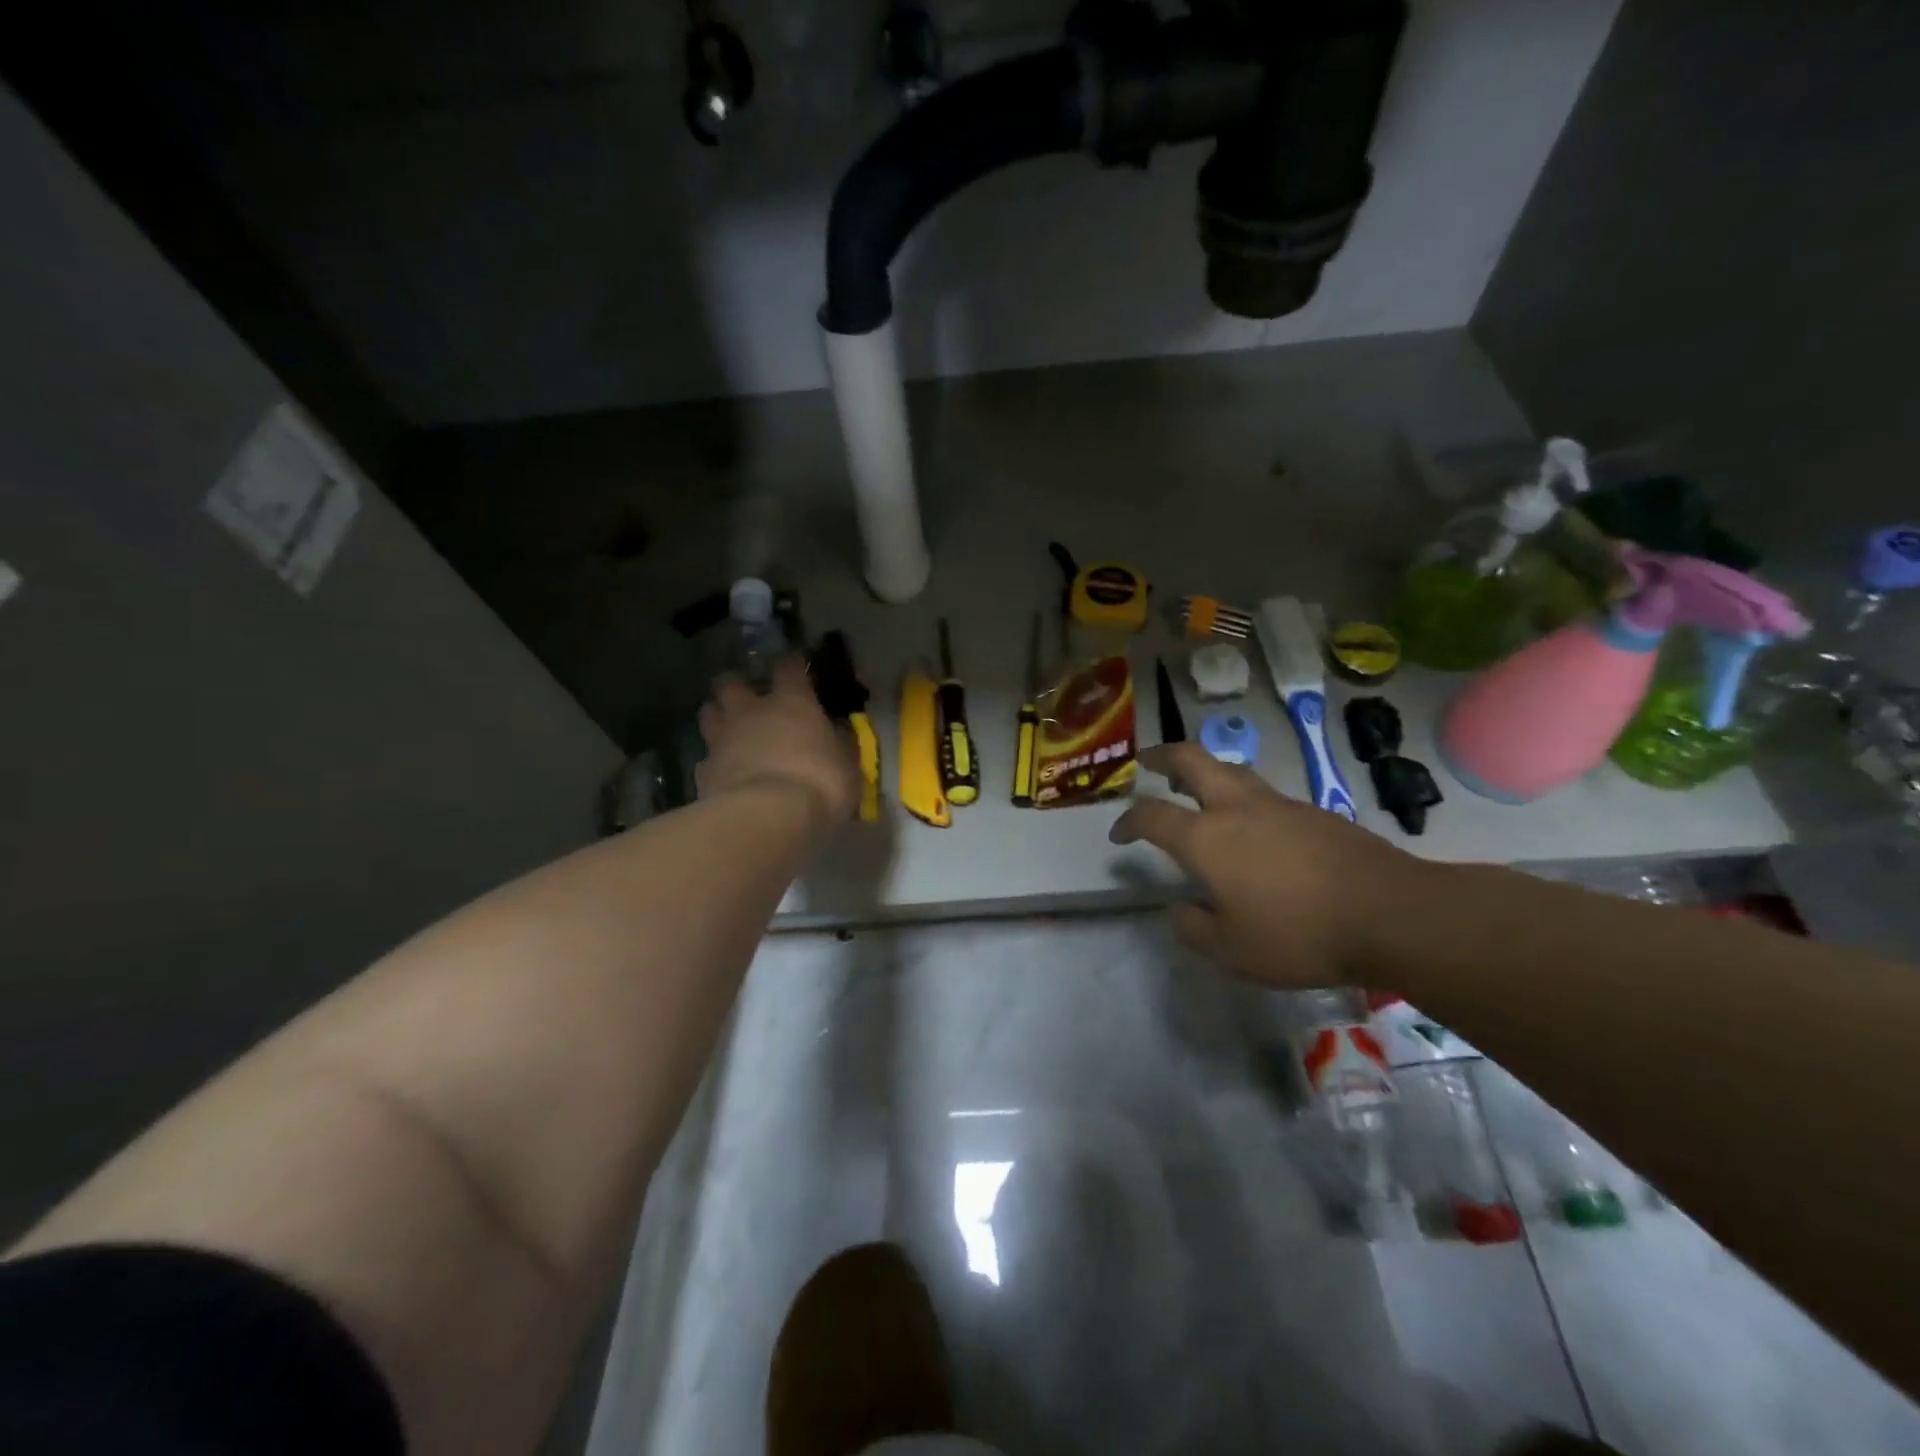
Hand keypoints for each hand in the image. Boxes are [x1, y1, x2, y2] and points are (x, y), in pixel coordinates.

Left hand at [698, 655, 859, 829]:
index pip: (789, 667)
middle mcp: (751, 711)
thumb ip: (839, 743)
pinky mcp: (704, 770)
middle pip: (731, 683)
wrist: (768, 818)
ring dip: (719, 717)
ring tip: (731, 731)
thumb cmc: (819, 784)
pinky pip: (706, 758)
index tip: (796, 666)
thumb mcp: (847, 764)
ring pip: (709, 712)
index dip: (792, 664)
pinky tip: (725, 774)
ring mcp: (722, 739)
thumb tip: (837, 733)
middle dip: (738, 686)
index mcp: (792, 702)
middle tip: (750, 699)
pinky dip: (715, 762)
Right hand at [1109, 743, 1423, 987]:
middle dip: (1163, 756)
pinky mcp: (1315, 812)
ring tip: (1197, 789)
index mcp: (1206, 838)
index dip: (1127, 821)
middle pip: (1192, 760)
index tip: (1118, 835)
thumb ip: (1194, 928)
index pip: (1151, 815)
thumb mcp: (1232, 951)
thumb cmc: (1299, 935)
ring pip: (1232, 770)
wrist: (1391, 914)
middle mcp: (1237, 808)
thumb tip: (1178, 910)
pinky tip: (1256, 828)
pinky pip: (1267, 794)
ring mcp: (1280, 804)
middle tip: (1149, 762)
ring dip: (1207, 772)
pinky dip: (1245, 798)